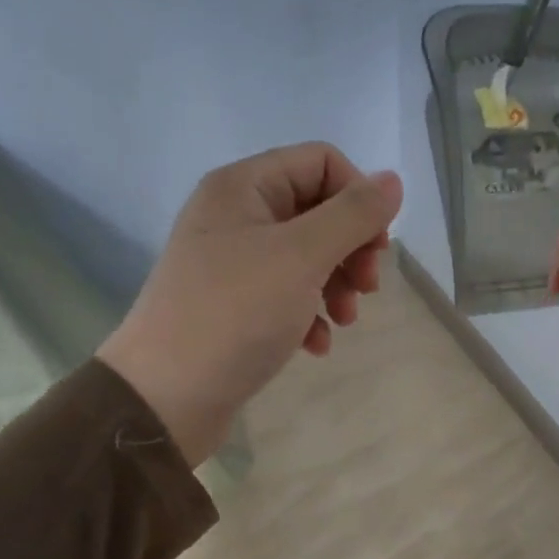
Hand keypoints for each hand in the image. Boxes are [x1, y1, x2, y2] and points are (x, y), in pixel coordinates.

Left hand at [99, 144, 401, 465]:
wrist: (167, 395)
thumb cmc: (235, 314)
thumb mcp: (302, 257)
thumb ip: (352, 215)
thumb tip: (392, 180)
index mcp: (244, 187)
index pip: (322, 163)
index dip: (359, 199)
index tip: (377, 248)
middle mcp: (235, 215)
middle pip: (317, 211)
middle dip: (351, 249)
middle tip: (367, 289)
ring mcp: (231, 263)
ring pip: (306, 257)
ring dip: (336, 286)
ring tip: (344, 322)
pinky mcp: (233, 306)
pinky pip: (285, 295)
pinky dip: (309, 315)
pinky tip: (315, 345)